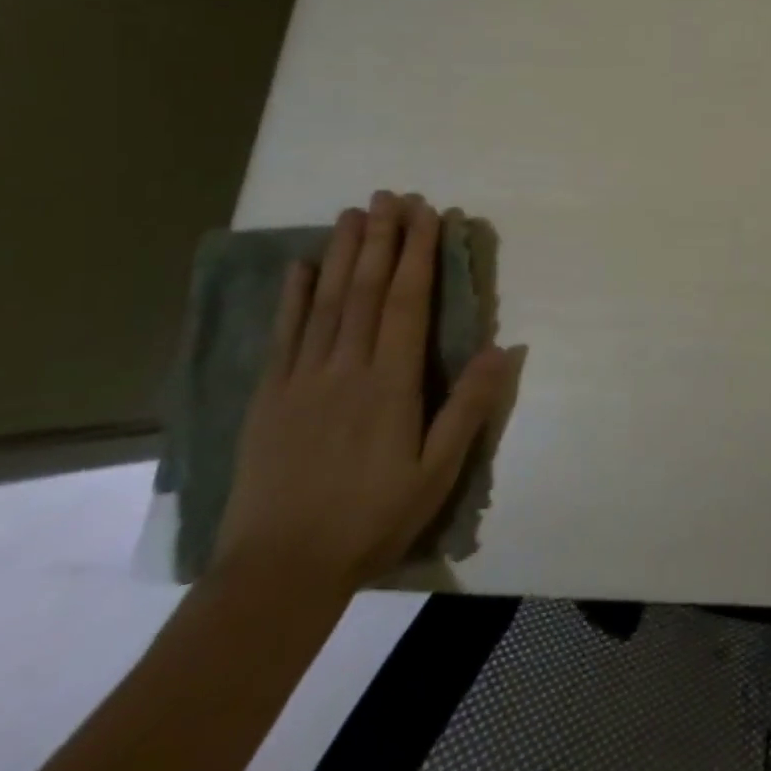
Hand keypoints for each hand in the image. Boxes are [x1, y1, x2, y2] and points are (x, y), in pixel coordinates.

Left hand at [214, 192, 514, 596]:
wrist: (277, 575)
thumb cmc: (371, 519)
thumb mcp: (436, 471)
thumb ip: (468, 407)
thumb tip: (502, 347)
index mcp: (390, 384)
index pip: (407, 303)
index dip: (419, 254)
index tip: (428, 215)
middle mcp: (345, 369)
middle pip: (366, 291)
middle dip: (382, 239)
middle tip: (391, 195)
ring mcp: (301, 381)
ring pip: (326, 303)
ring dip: (342, 254)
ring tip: (353, 213)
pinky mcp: (268, 399)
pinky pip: (283, 336)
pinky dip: (292, 297)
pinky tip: (300, 267)